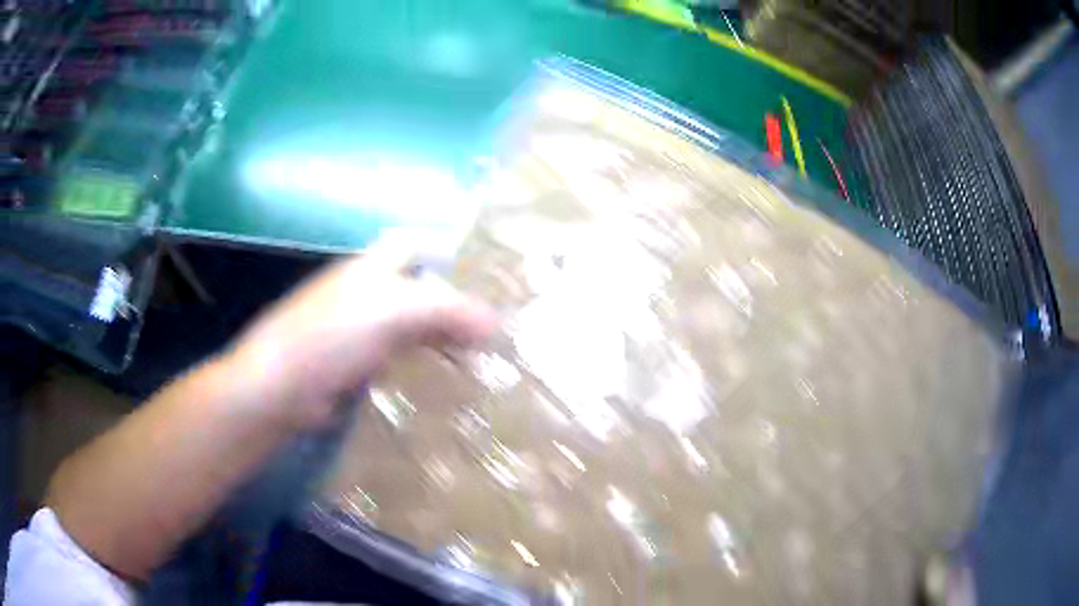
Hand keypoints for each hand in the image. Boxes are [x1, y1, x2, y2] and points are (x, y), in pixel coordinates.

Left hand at [229, 233, 496, 429]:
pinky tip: (444, 380)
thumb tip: (495, 323)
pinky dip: (423, 366)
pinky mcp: (357, 366)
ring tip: (480, 357)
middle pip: (420, 289)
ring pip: (412, 327)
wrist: (281, 387)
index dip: (449, 252)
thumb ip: (446, 310)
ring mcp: (361, 331)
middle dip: (454, 303)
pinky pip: (399, 359)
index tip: (486, 274)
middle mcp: (367, 293)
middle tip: (494, 327)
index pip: (417, 245)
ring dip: (443, 338)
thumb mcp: (392, 310)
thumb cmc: (331, 335)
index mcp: (373, 268)